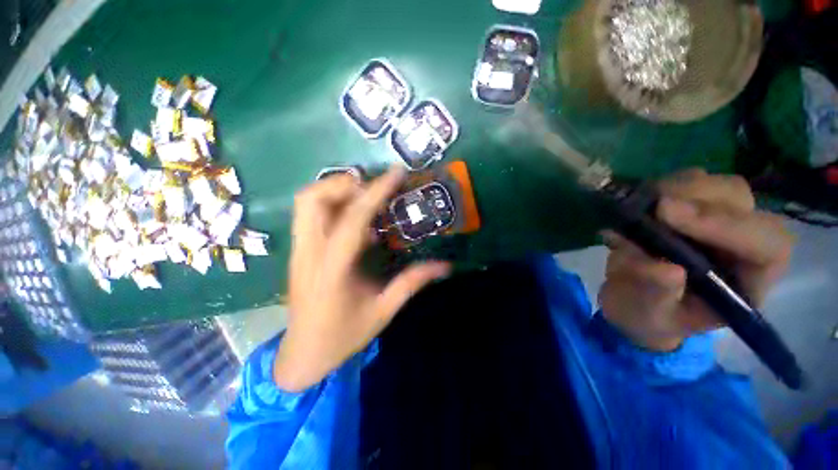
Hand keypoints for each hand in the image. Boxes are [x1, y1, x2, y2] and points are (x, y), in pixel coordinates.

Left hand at [275, 166, 450, 391]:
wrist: (303, 354)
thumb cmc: (343, 335)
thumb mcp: (383, 311)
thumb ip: (412, 283)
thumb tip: (445, 266)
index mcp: (332, 269)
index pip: (353, 219)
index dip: (376, 192)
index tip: (396, 173)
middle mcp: (309, 253)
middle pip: (312, 199)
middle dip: (345, 183)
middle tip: (374, 188)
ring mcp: (298, 251)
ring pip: (305, 202)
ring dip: (335, 190)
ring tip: (364, 197)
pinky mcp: (297, 252)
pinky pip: (308, 215)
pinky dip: (330, 204)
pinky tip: (354, 218)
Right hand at [598, 169, 793, 351]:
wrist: (635, 301)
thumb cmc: (650, 317)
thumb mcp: (650, 316)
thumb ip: (658, 296)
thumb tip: (665, 268)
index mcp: (747, 280)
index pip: (766, 244)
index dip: (725, 224)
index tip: (667, 214)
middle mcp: (741, 244)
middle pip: (740, 201)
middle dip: (696, 198)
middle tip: (651, 206)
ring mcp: (717, 221)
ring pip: (715, 185)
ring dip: (676, 188)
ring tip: (639, 206)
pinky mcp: (690, 209)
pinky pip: (685, 183)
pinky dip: (659, 187)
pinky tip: (637, 204)